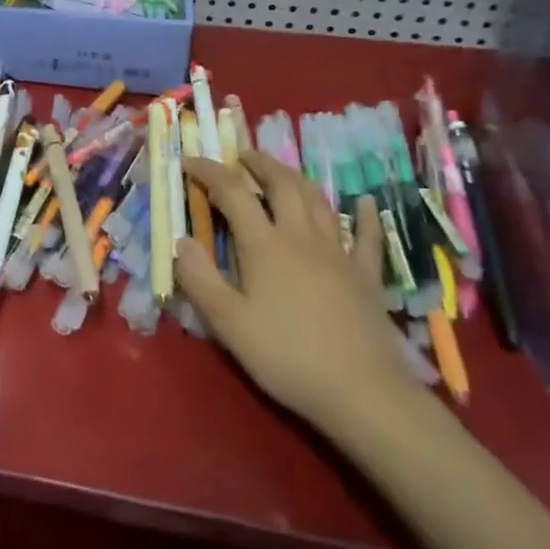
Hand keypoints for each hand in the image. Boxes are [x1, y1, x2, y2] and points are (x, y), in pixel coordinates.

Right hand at [177, 150, 416, 432]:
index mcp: (264, 245)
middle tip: (241, 156)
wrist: (362, 392)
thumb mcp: (228, 323)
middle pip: (282, 184)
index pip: (232, 193)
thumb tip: (182, 241)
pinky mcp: (366, 276)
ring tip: (282, 172)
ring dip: (297, 178)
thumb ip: (200, 279)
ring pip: (318, 201)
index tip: (189, 161)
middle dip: (259, 163)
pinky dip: (365, 214)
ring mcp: (339, 253)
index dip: (209, 171)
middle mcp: (301, 237)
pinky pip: (367, 236)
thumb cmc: (286, 356)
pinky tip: (365, 202)